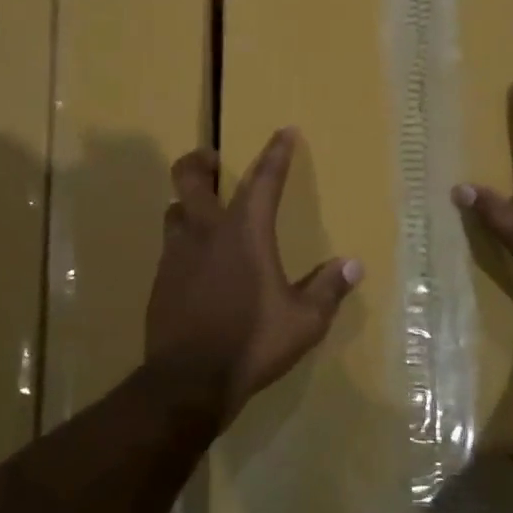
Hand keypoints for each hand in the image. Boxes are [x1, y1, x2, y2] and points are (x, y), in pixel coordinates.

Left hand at [144, 128, 362, 426]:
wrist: (188, 381)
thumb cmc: (252, 343)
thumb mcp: (303, 321)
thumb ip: (327, 289)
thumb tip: (353, 265)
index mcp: (245, 233)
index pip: (264, 180)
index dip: (276, 153)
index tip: (283, 131)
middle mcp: (206, 232)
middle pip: (189, 178)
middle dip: (200, 161)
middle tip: (213, 161)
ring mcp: (176, 255)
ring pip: (173, 210)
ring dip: (187, 203)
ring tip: (204, 213)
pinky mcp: (160, 280)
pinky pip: (170, 246)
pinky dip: (184, 242)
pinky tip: (196, 264)